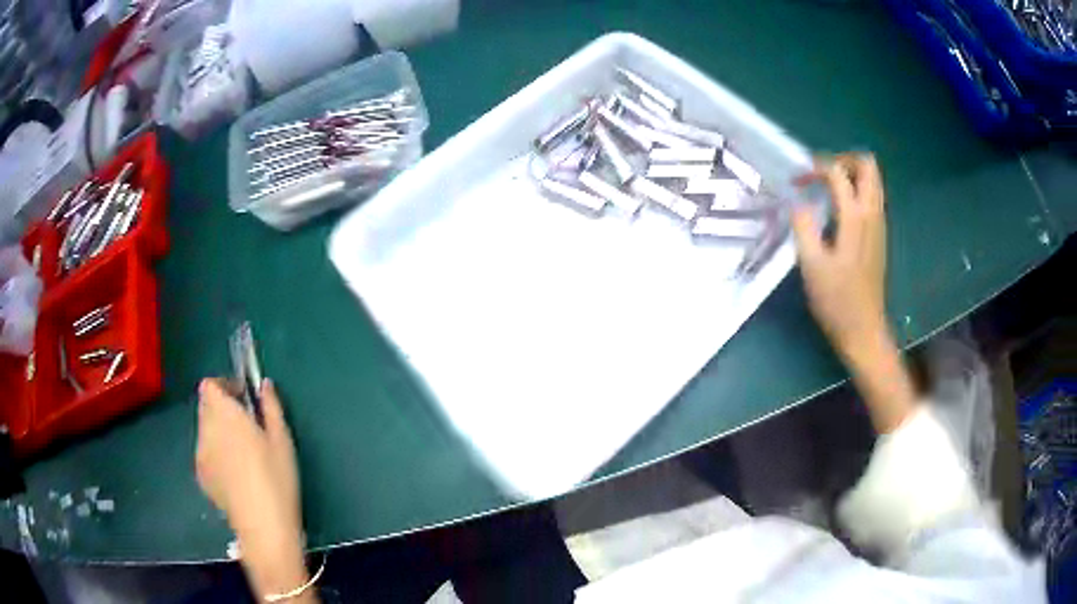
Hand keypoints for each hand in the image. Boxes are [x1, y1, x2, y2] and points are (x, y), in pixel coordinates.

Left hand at [196, 378, 300, 546]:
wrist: (262, 526)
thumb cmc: (276, 478)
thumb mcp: (282, 440)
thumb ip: (271, 407)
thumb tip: (264, 385)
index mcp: (225, 414)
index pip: (210, 385)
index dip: (225, 386)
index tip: (244, 399)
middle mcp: (206, 429)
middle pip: (206, 406)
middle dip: (223, 409)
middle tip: (248, 426)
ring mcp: (200, 453)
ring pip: (206, 430)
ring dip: (220, 432)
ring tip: (244, 454)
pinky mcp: (201, 475)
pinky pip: (206, 453)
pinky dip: (217, 453)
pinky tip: (237, 475)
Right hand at [791, 153, 887, 358]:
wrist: (864, 330)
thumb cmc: (836, 301)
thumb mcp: (811, 264)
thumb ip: (803, 226)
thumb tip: (798, 202)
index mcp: (855, 218)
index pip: (838, 173)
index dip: (816, 168)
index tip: (798, 181)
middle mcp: (872, 214)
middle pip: (867, 165)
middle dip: (843, 160)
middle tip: (821, 174)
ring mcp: (879, 224)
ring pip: (873, 180)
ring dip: (851, 174)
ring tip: (827, 188)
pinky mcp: (879, 235)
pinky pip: (872, 197)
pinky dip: (856, 190)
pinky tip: (839, 209)